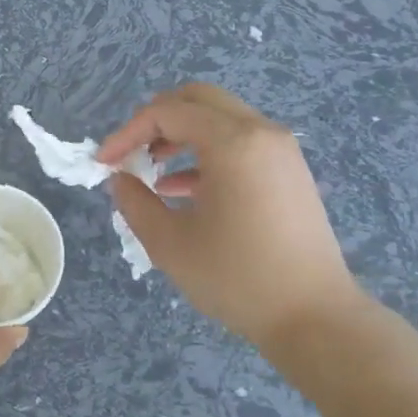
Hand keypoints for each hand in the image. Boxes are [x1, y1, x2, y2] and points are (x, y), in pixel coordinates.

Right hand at [98, 83, 366, 348]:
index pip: (167, 112)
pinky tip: (181, 189)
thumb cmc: (237, 278)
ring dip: (180, 135)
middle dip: (155, 121)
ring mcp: (280, 150)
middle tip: (129, 152)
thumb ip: (135, 202)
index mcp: (232, 142)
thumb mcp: (169, 243)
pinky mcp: (289, 171)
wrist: (314, 316)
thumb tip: (119, 179)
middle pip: (197, 100)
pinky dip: (206, 153)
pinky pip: (240, 143)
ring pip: (219, 119)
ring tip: (151, 171)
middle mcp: (260, 132)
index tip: (104, 163)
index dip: (127, 133)